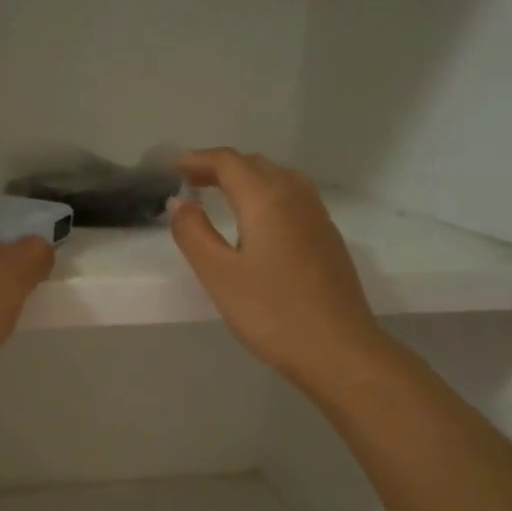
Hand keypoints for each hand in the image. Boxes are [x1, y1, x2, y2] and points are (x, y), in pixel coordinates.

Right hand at [169, 148, 386, 388]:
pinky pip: (293, 198)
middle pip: (255, 165)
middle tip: (190, 181)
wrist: (338, 350)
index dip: (198, 160)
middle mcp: (296, 197)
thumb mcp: (218, 275)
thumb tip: (179, 202)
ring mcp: (318, 217)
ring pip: (279, 178)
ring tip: (222, 195)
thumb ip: (193, 234)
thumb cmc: (271, 313)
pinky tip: (258, 221)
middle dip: (221, 167)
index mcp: (266, 200)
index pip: (229, 163)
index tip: (172, 167)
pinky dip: (267, 194)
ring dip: (247, 177)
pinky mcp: (328, 239)